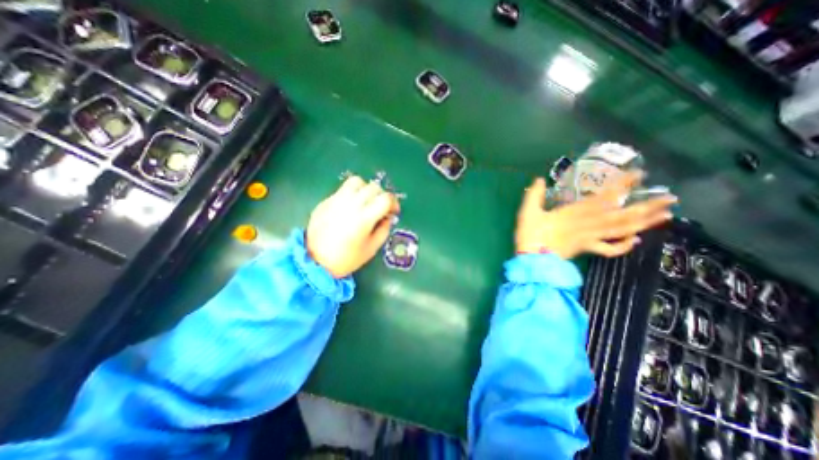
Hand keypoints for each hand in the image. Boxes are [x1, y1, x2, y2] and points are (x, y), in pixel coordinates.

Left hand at [306, 174, 401, 275]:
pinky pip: (343, 189)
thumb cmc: (347, 258)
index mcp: (364, 218)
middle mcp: (351, 204)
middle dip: (382, 196)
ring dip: (366, 189)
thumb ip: (384, 230)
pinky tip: (350, 206)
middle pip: (374, 187)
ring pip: (357, 182)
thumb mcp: (372, 248)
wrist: (315, 261)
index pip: (385, 198)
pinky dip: (352, 193)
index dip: (394, 202)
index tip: (393, 211)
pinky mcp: (326, 201)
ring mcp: (337, 200)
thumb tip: (388, 217)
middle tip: (381, 207)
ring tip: (365, 201)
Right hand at [518, 170, 678, 257]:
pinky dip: (624, 246)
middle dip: (647, 206)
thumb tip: (538, 179)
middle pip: (622, 215)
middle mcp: (588, 224)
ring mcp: (589, 238)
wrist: (532, 259)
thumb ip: (534, 195)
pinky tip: (636, 241)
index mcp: (574, 213)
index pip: (603, 197)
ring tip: (666, 215)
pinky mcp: (586, 249)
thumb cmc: (530, 234)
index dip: (622, 186)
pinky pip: (609, 249)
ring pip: (621, 230)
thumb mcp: (527, 212)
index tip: (640, 175)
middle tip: (671, 198)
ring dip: (644, 223)